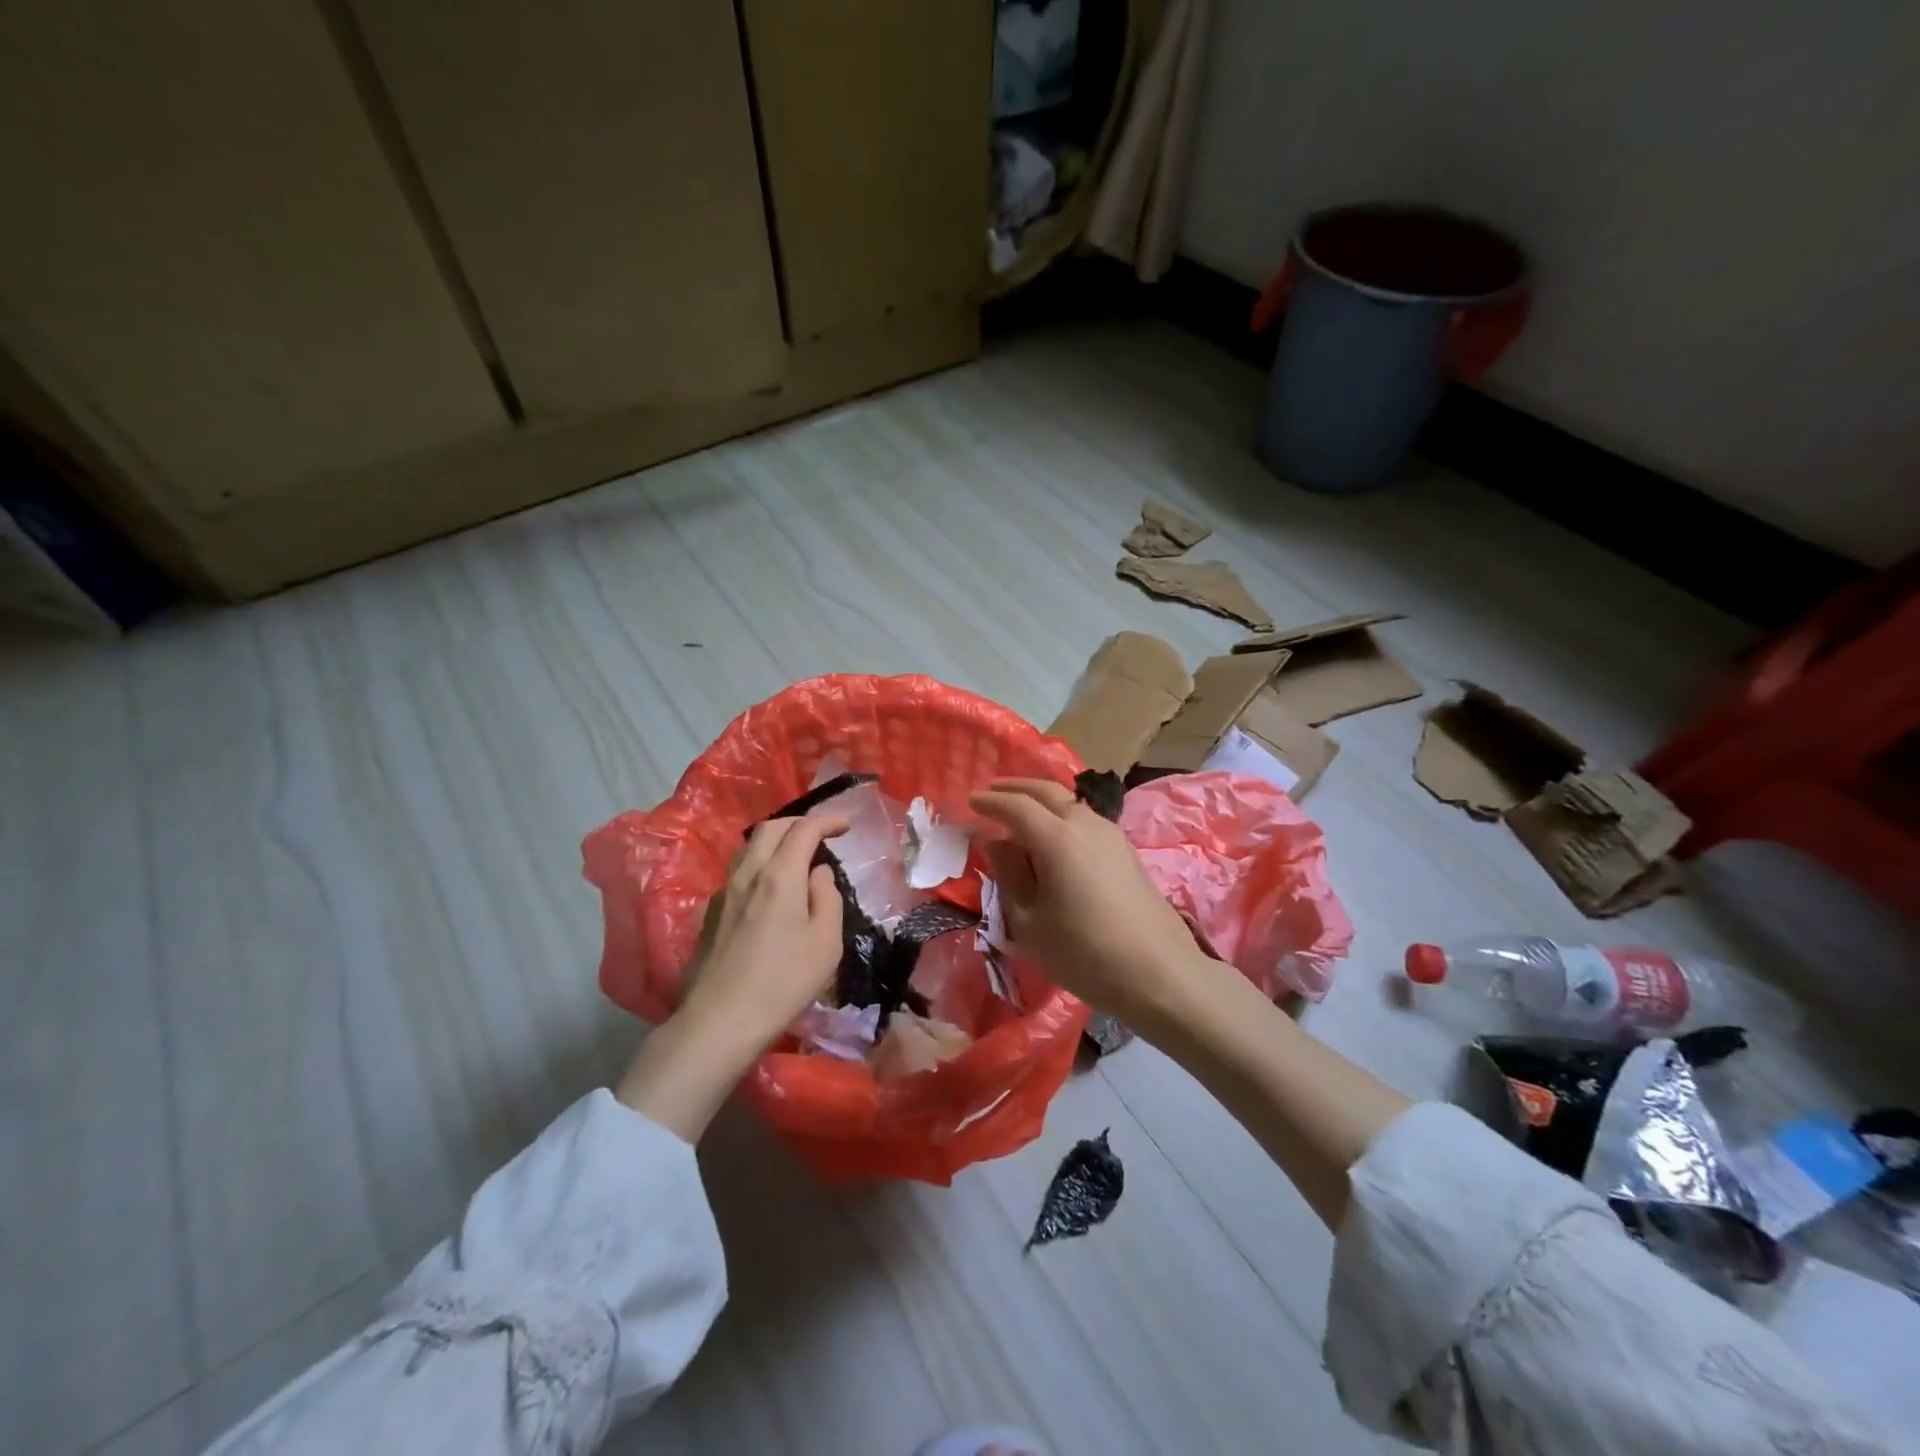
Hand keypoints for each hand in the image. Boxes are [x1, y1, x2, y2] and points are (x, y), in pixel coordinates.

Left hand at [679, 814, 847, 1044]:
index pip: (803, 830)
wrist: (720, 1020)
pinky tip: (769, 888)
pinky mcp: (711, 913)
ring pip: (748, 848)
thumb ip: (827, 898)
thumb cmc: (783, 982)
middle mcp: (747, 874)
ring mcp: (724, 892)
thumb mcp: (826, 942)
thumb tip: (818, 873)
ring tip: (795, 856)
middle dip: (798, 823)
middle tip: (821, 834)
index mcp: (779, 876)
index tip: (847, 826)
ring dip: (775, 841)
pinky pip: (738, 872)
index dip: (827, 821)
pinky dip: (759, 864)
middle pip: (770, 829)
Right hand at [969, 778, 1210, 1031]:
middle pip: (1047, 791)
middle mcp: (1085, 824)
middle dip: (1017, 787)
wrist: (1158, 973)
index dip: (990, 801)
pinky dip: (1062, 814)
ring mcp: (1111, 834)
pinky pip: (1085, 819)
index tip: (970, 801)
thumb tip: (998, 843)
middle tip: (993, 791)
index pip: (1016, 806)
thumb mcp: (1028, 922)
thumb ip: (1009, 875)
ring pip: (1070, 802)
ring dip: (1042, 799)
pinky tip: (1056, 834)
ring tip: (1023, 811)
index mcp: (1056, 838)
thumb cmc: (1083, 953)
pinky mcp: (1126, 850)